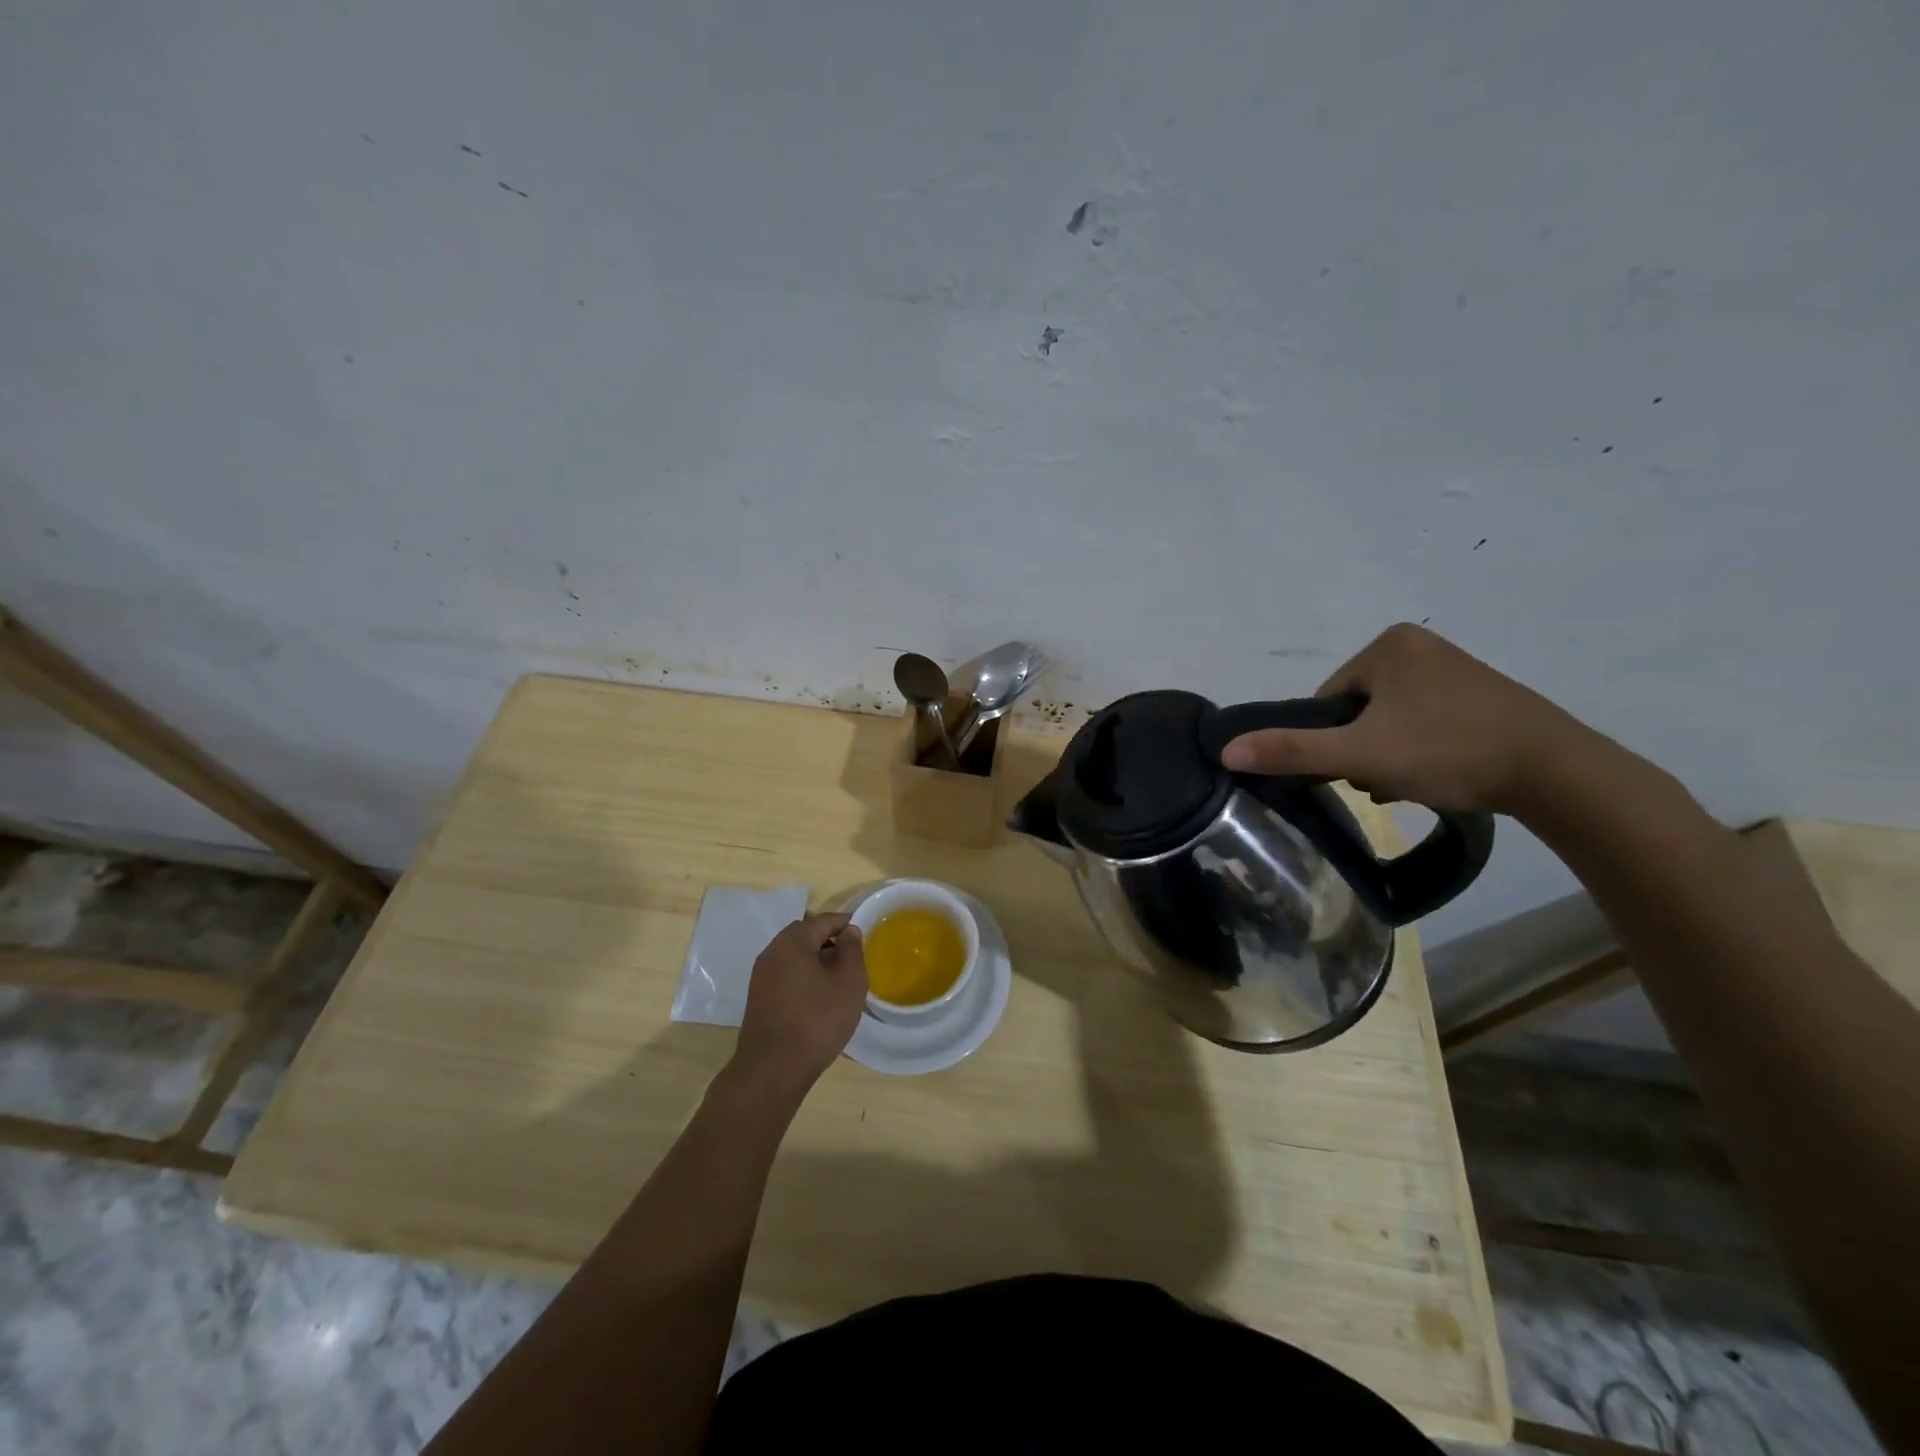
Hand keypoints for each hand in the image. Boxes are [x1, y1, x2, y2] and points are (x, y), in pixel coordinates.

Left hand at [729, 912, 867, 1103]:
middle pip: (806, 936)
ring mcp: (761, 976)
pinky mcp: (758, 998)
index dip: (846, 923)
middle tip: (854, 958)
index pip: (823, 920)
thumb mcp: (849, 983)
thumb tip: (849, 931)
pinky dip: (804, 977)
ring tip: (839, 980)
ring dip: (817, 961)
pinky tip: (819, 998)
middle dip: (830, 942)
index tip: (865, 933)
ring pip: (795, 957)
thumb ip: (852, 950)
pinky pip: (786, 975)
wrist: (773, 1070)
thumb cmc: (817, 1020)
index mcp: (792, 942)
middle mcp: (772, 952)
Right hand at [1219, 623, 1588, 815]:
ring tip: (1412, 782)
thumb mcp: (1360, 755)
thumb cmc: (1448, 751)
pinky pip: (1421, 721)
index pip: (1328, 700)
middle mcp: (1418, 645)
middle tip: (1387, 779)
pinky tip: (1433, 775)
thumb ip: (1291, 751)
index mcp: (1387, 645)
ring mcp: (1452, 668)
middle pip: (1356, 711)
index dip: (1332, 740)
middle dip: (1362, 750)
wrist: (1557, 772)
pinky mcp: (1478, 693)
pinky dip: (1418, 749)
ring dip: (1387, 755)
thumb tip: (1226, 750)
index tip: (1358, 768)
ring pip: (1388, 720)